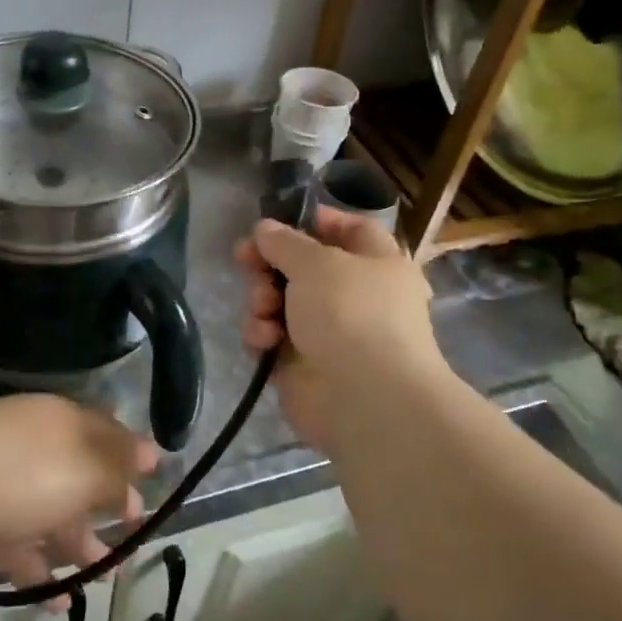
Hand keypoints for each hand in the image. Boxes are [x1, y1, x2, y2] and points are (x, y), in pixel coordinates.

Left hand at [0, 394, 162, 606]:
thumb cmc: (19, 474)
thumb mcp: (82, 469)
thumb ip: (118, 468)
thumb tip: (153, 453)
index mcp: (57, 423)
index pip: (102, 432)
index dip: (129, 456)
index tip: (153, 483)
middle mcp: (32, 449)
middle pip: (78, 476)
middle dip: (107, 506)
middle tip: (134, 536)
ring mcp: (2, 488)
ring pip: (51, 516)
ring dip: (78, 547)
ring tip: (106, 578)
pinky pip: (19, 550)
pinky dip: (40, 574)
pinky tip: (58, 604)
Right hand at [233, 209, 438, 454]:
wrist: (364, 399)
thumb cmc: (351, 314)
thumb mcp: (317, 262)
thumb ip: (285, 242)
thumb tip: (265, 229)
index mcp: (376, 264)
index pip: (350, 229)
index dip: (316, 221)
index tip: (279, 221)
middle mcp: (354, 295)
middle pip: (302, 266)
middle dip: (269, 263)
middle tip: (244, 259)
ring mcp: (327, 331)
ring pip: (280, 301)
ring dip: (262, 299)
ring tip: (263, 308)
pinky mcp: (301, 363)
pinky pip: (271, 336)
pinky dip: (263, 334)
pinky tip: (265, 341)